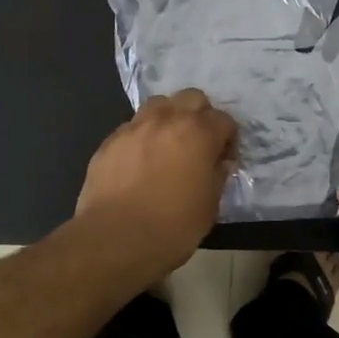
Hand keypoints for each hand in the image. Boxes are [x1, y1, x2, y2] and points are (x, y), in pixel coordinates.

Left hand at [75, 90, 236, 275]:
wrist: (114, 239)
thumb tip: (219, 163)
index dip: (228, 139)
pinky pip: (132, 127)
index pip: (224, 120)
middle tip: (198, 143)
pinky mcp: (110, 140)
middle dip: (200, 115)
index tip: (223, 159)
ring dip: (169, 118)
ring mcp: (135, 127)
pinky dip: (142, 137)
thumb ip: (217, 177)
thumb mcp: (209, 207)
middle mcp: (168, 120)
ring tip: (167, 145)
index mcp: (199, 133)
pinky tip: (139, 162)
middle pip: (192, 98)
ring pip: (159, 104)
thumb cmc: (172, 227)